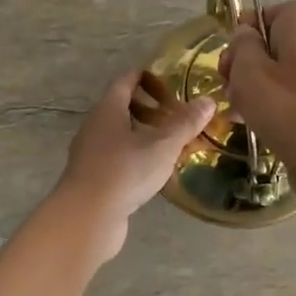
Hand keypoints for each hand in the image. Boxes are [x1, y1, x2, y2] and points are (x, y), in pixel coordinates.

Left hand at [54, 68, 214, 258]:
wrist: (87, 217)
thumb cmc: (125, 171)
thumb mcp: (162, 145)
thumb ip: (185, 123)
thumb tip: (208, 101)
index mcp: (108, 110)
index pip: (125, 81)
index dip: (145, 77)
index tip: (168, 81)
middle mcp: (95, 127)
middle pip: (121, 108)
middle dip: (148, 109)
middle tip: (176, 115)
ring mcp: (90, 154)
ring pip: (119, 136)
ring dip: (143, 135)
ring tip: (171, 144)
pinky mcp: (92, 179)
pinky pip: (117, 159)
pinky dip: (136, 158)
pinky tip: (155, 172)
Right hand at [219, 2, 295, 192]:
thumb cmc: (285, 109)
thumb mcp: (249, 71)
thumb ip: (242, 46)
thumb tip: (246, 35)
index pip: (276, 11)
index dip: (250, 25)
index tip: (231, 48)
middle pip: (274, 44)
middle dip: (245, 61)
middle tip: (226, 82)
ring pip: (278, 73)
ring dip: (252, 86)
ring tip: (233, 107)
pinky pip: (289, 96)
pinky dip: (268, 104)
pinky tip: (249, 123)